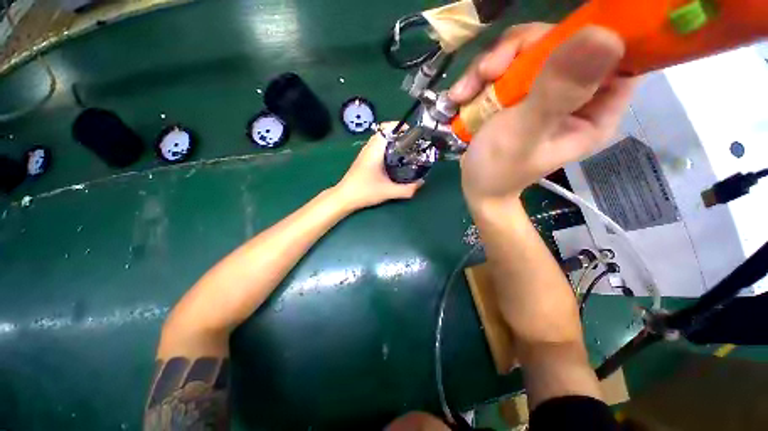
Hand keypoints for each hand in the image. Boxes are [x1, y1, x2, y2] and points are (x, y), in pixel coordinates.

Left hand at [334, 122, 423, 209]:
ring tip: (406, 151)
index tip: (413, 135)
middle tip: (413, 144)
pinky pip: (378, 147)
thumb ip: (407, 189)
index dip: (401, 127)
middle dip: (400, 135)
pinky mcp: (364, 159)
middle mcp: (369, 147)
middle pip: (385, 132)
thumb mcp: (388, 192)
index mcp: (375, 150)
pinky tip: (394, 160)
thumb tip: (421, 183)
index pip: (387, 128)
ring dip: (393, 142)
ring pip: (381, 140)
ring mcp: (365, 153)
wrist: (344, 197)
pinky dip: (387, 148)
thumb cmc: (364, 191)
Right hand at [450, 23, 637, 205]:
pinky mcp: (519, 92)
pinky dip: (479, 77)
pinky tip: (461, 96)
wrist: (474, 185)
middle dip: (518, 51)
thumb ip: (557, 92)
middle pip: (562, 40)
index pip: (617, 52)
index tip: (548, 42)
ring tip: (464, 93)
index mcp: (597, 110)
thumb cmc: (498, 169)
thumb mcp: (524, 133)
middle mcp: (576, 94)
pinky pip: (505, 64)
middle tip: (488, 73)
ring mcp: (545, 90)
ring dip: (490, 66)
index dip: (590, 33)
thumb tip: (606, 35)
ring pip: (527, 49)